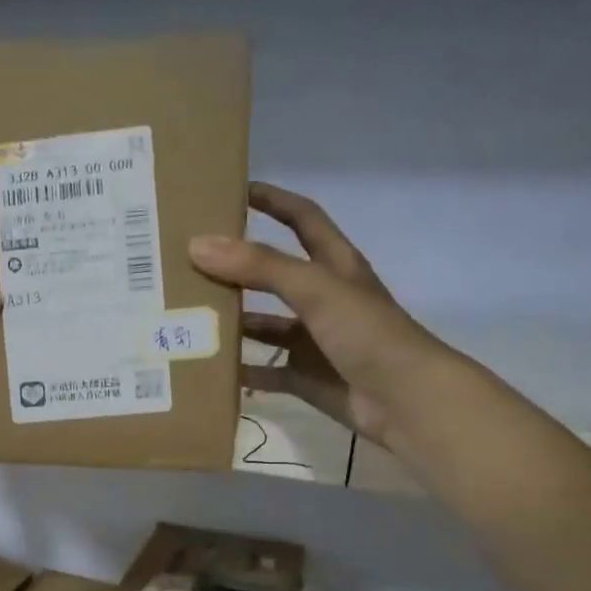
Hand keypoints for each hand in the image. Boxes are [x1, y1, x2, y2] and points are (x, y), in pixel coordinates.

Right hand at [189, 184, 449, 444]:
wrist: (404, 400)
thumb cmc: (366, 332)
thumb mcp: (314, 288)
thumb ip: (259, 266)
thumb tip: (198, 245)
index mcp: (333, 266)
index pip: (302, 219)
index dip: (272, 200)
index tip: (232, 190)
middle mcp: (322, 298)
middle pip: (271, 274)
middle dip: (235, 267)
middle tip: (188, 260)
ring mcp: (312, 341)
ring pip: (263, 325)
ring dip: (231, 321)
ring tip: (186, 314)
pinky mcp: (304, 377)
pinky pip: (263, 372)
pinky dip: (238, 371)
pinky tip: (205, 367)